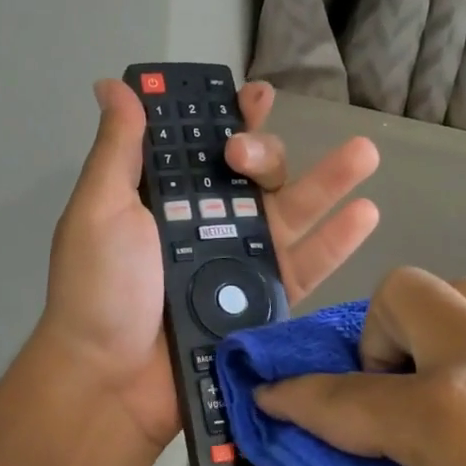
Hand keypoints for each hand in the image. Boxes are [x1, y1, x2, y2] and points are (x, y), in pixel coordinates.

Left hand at [33, 77, 379, 450]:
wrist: (113, 382)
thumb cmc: (100, 289)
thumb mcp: (99, 209)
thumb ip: (118, 148)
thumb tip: (112, 84)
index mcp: (165, 198)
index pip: (204, 146)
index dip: (229, 117)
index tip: (253, 94)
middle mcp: (206, 223)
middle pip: (253, 175)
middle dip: (263, 152)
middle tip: (247, 155)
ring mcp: (239, 261)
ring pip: (290, 211)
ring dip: (328, 179)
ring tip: (364, 152)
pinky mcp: (264, 300)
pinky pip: (306, 264)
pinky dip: (337, 239)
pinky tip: (366, 212)